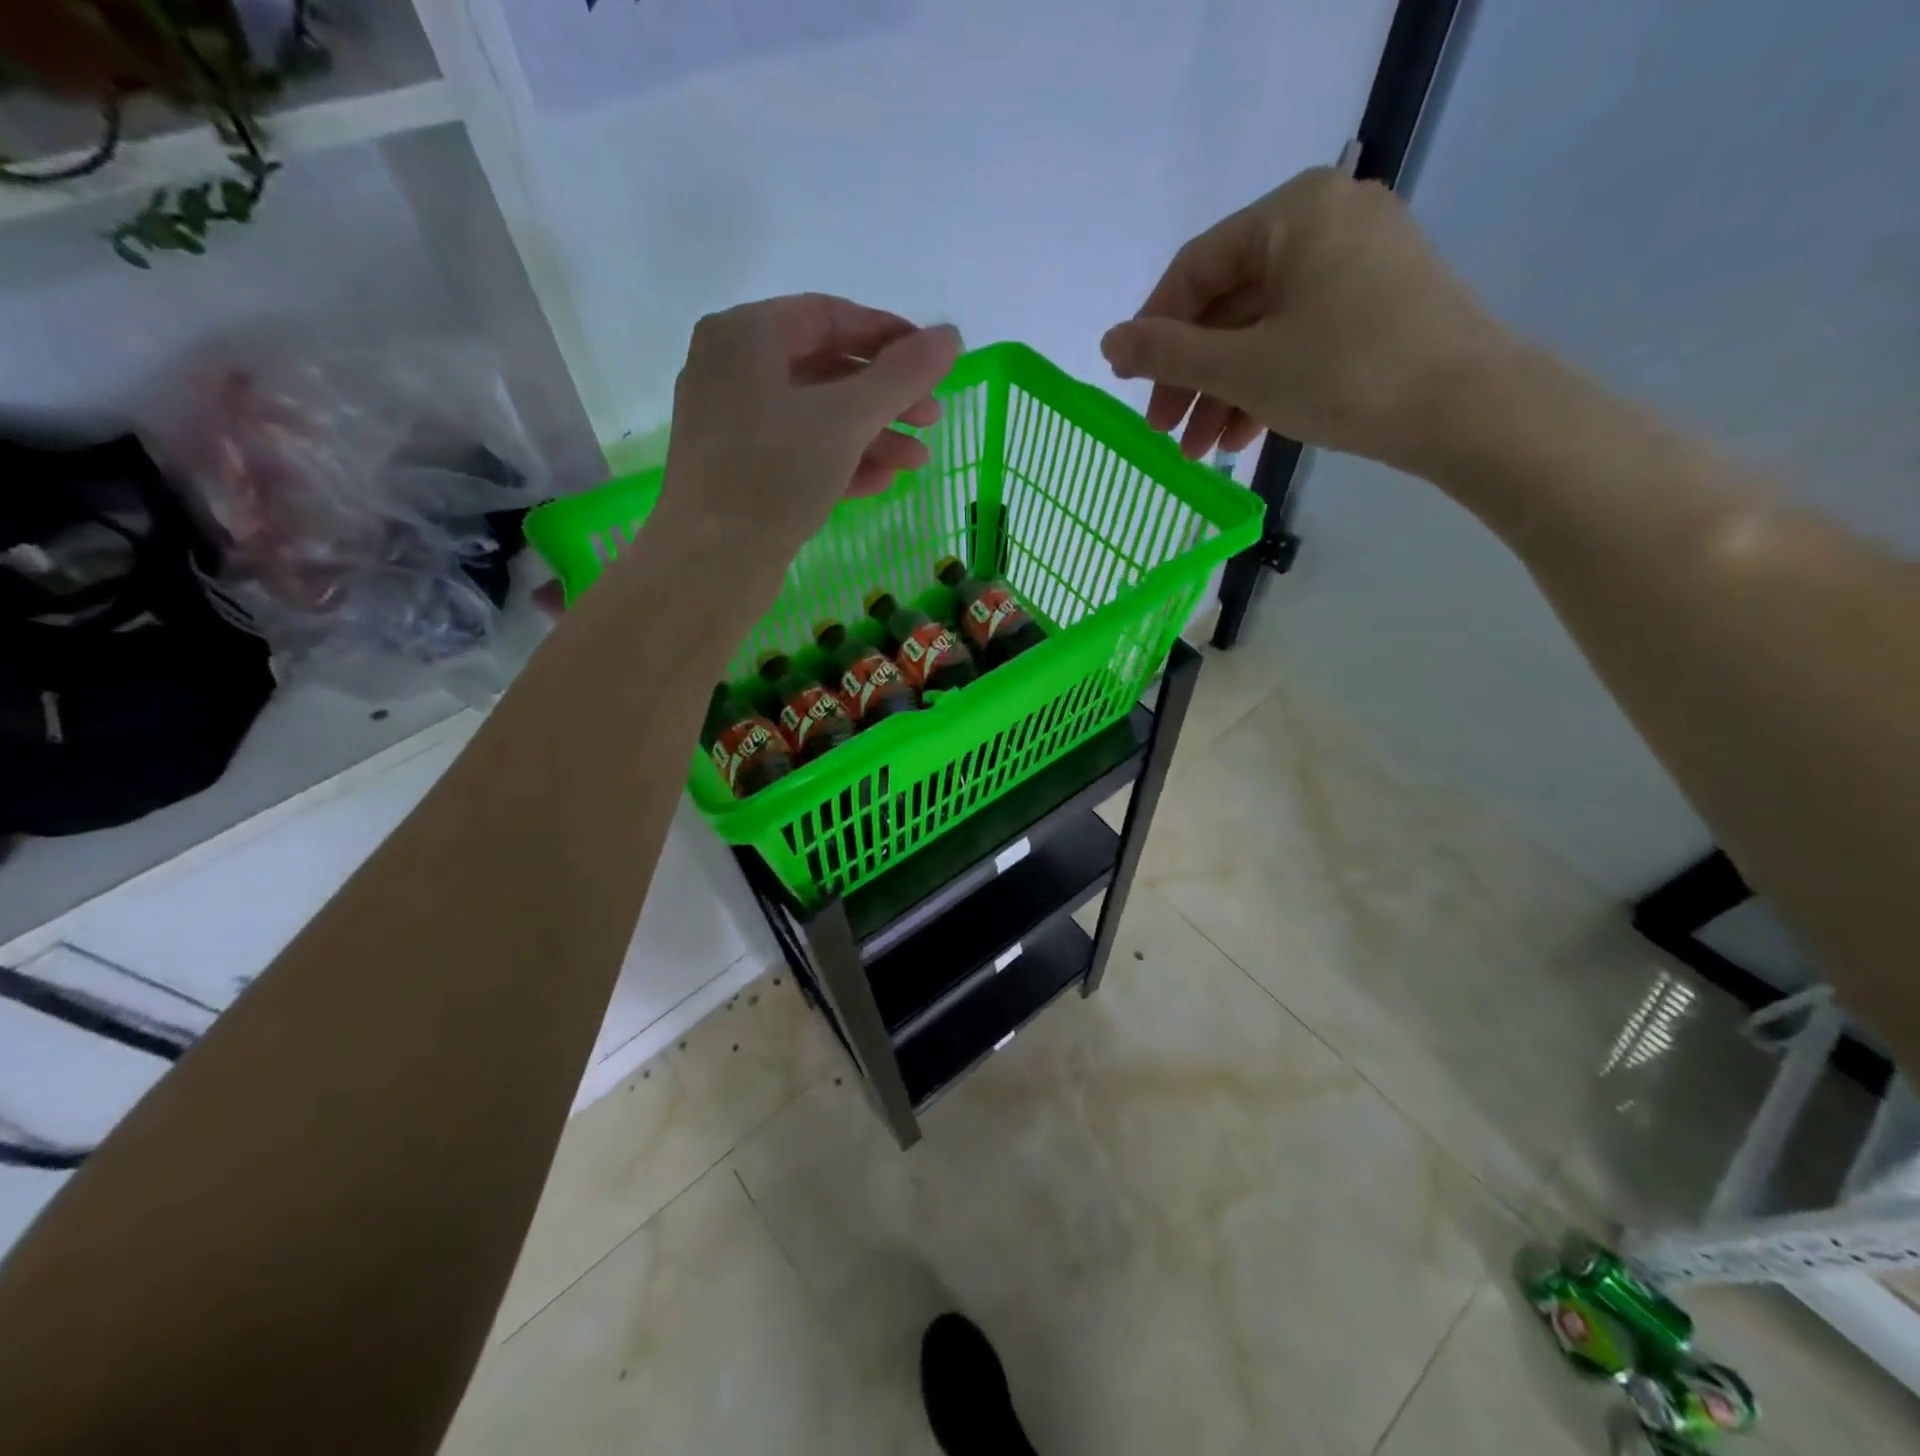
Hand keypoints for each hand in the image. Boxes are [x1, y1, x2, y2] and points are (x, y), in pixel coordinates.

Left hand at [653, 294, 961, 567]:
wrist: (710, 565)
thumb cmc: (775, 476)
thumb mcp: (846, 420)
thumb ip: (901, 376)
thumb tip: (950, 335)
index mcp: (745, 336)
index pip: (830, 316)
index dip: (889, 335)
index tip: (935, 361)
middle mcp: (732, 370)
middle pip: (825, 369)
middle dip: (886, 397)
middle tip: (933, 419)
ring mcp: (732, 424)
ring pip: (815, 417)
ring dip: (871, 435)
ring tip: (916, 462)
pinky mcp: (738, 470)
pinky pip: (798, 451)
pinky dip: (840, 461)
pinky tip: (881, 481)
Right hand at [1101, 168, 1515, 472]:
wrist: (1469, 409)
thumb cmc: (1345, 375)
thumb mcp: (1243, 367)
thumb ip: (1169, 353)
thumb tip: (1108, 342)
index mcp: (1292, 213)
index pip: (1196, 269)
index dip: (1153, 331)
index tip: (1129, 386)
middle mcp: (1326, 221)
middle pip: (1229, 303)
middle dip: (1191, 376)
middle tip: (1164, 431)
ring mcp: (1358, 263)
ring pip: (1263, 329)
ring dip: (1223, 392)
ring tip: (1200, 452)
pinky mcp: (1377, 304)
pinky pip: (1299, 337)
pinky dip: (1265, 385)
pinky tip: (1243, 437)